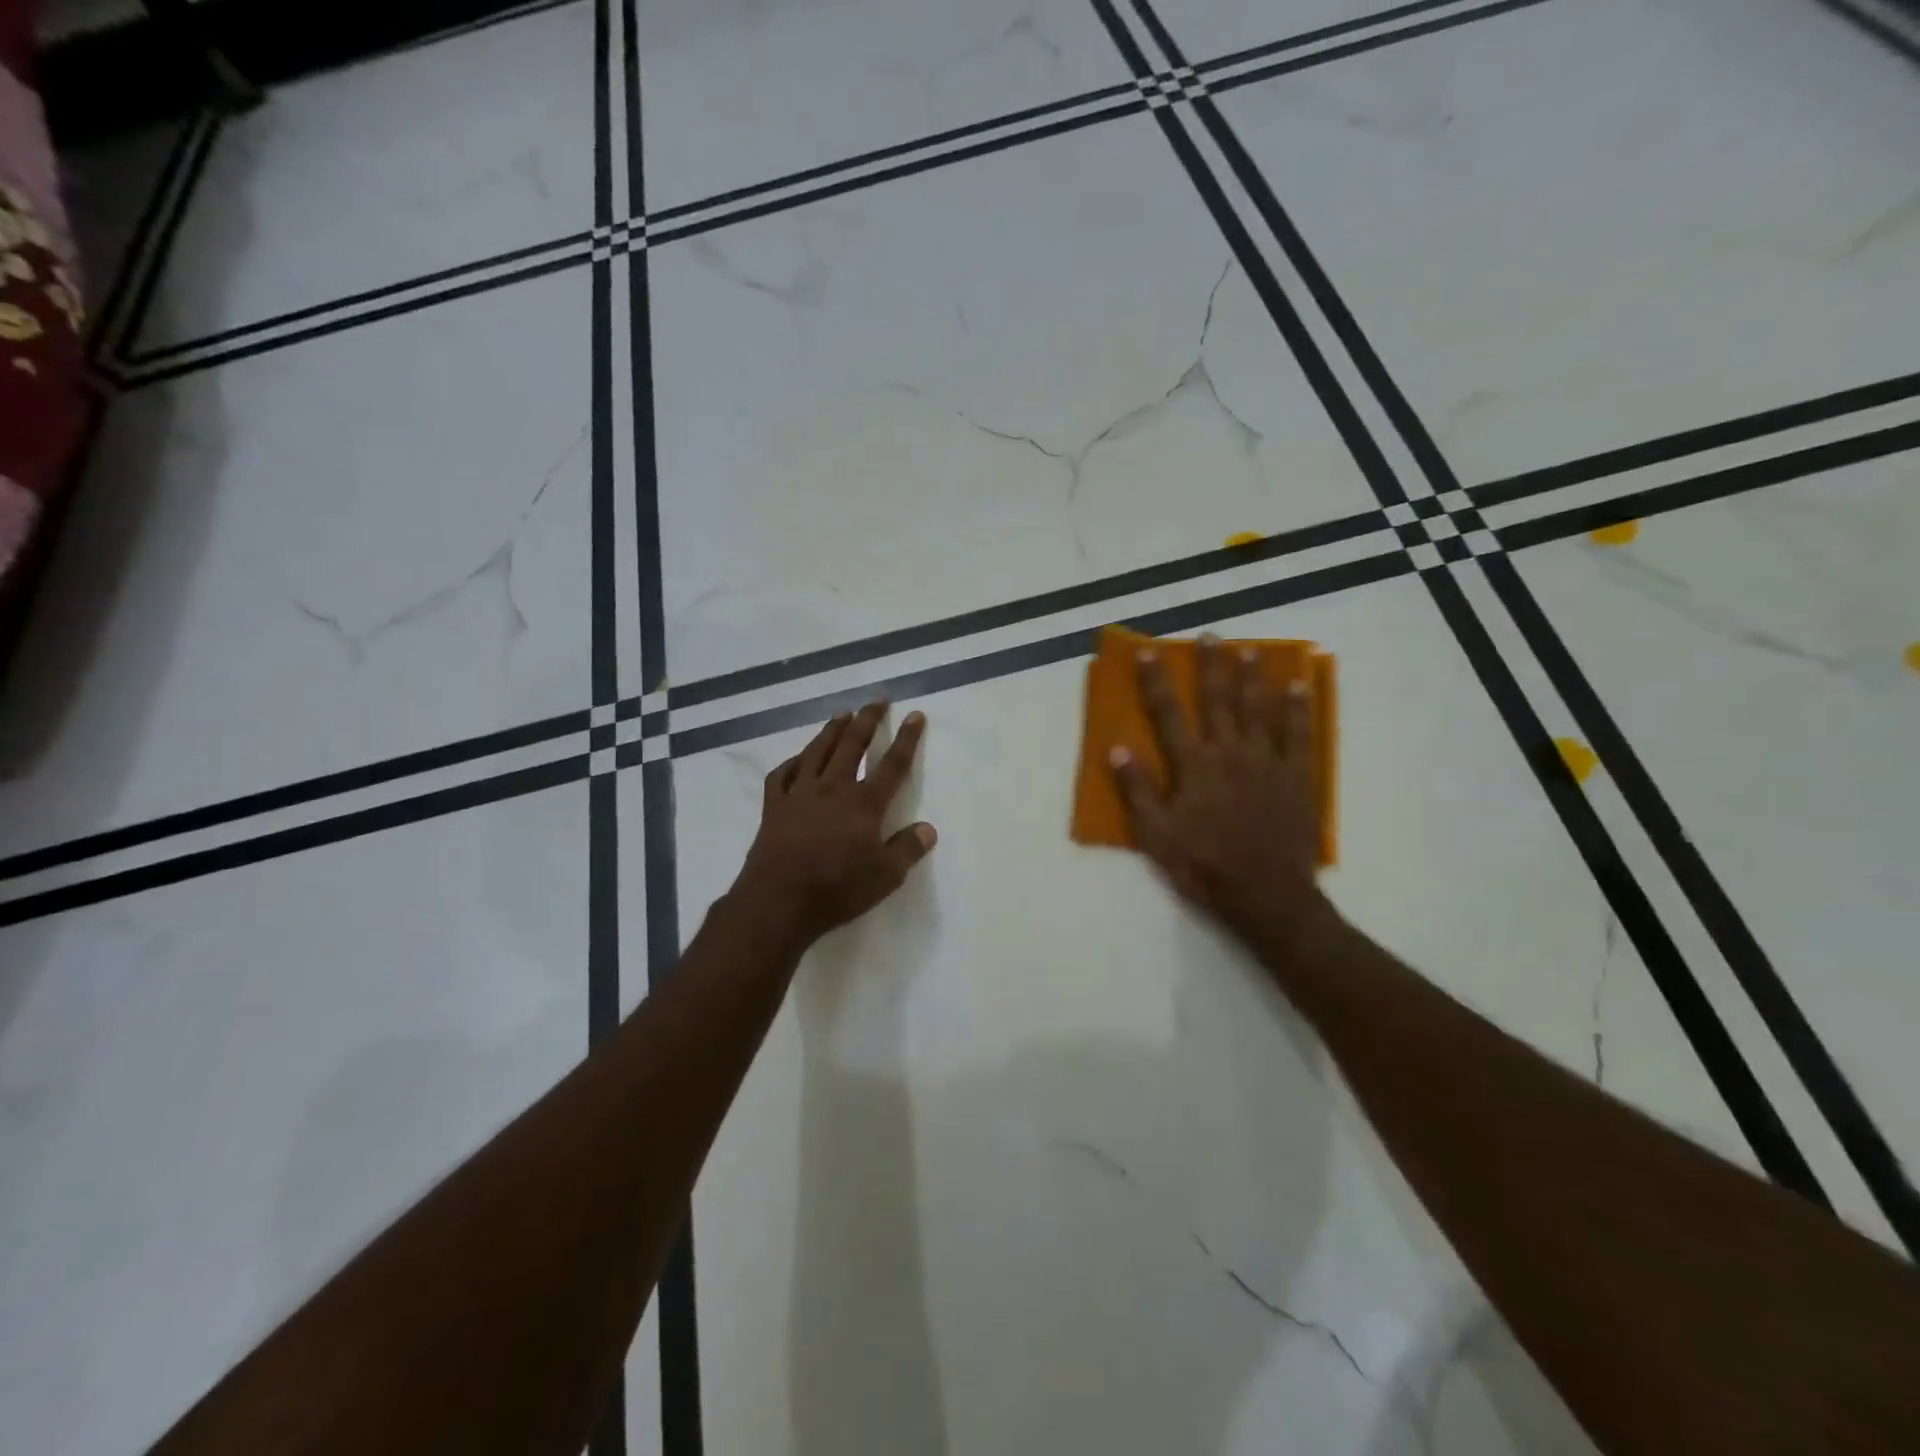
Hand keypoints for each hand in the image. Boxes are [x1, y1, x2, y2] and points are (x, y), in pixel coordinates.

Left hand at [731, 702, 937, 950]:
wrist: (778, 902)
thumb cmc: (837, 889)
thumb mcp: (886, 877)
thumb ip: (908, 849)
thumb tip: (928, 828)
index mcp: (863, 803)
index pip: (892, 765)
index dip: (906, 739)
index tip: (915, 715)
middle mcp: (832, 788)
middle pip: (852, 745)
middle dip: (867, 720)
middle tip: (877, 700)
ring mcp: (800, 794)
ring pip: (817, 752)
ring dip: (831, 730)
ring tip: (842, 715)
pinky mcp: (774, 807)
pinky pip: (782, 775)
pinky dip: (792, 762)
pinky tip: (798, 759)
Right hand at [1109, 635, 1336, 956]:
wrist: (1264, 894)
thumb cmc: (1203, 865)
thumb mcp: (1156, 834)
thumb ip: (1137, 790)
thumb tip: (1117, 749)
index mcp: (1194, 765)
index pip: (1169, 714)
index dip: (1156, 681)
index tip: (1149, 652)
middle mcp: (1230, 752)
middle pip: (1219, 701)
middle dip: (1212, 666)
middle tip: (1211, 636)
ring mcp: (1267, 762)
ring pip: (1259, 709)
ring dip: (1253, 677)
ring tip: (1251, 650)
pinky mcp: (1297, 777)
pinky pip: (1299, 735)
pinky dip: (1298, 709)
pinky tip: (1299, 687)